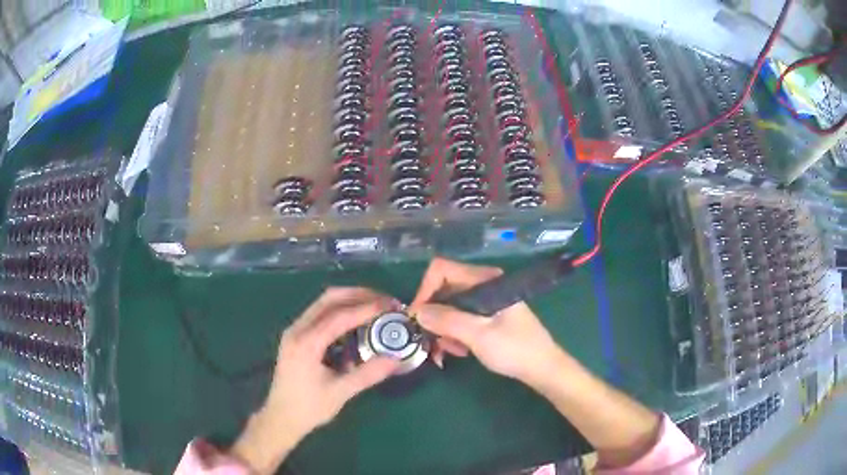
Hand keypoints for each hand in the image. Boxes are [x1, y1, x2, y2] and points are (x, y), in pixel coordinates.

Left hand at [230, 288, 399, 473]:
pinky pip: (319, 314)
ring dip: (348, 300)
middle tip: (384, 300)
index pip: (339, 316)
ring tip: (374, 306)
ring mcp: (294, 331)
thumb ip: (368, 374)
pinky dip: (339, 311)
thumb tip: (396, 358)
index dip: (366, 308)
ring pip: (323, 304)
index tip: (390, 306)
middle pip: (328, 299)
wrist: (281, 418)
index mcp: (306, 343)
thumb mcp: (340, 393)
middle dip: (358, 295)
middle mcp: (297, 330)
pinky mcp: (296, 337)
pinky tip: (355, 322)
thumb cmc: (309, 408)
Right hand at [410, 258, 566, 387]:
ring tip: (450, 352)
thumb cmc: (514, 349)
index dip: (425, 291)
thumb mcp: (478, 335)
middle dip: (434, 317)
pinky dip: (455, 335)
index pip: (442, 270)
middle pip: (444, 291)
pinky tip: (461, 352)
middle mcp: (484, 285)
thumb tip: (417, 312)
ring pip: (450, 308)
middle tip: (432, 342)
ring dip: (444, 330)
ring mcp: (485, 301)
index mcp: (485, 280)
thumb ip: (447, 320)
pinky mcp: (487, 316)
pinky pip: (460, 320)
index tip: (418, 318)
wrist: (542, 368)